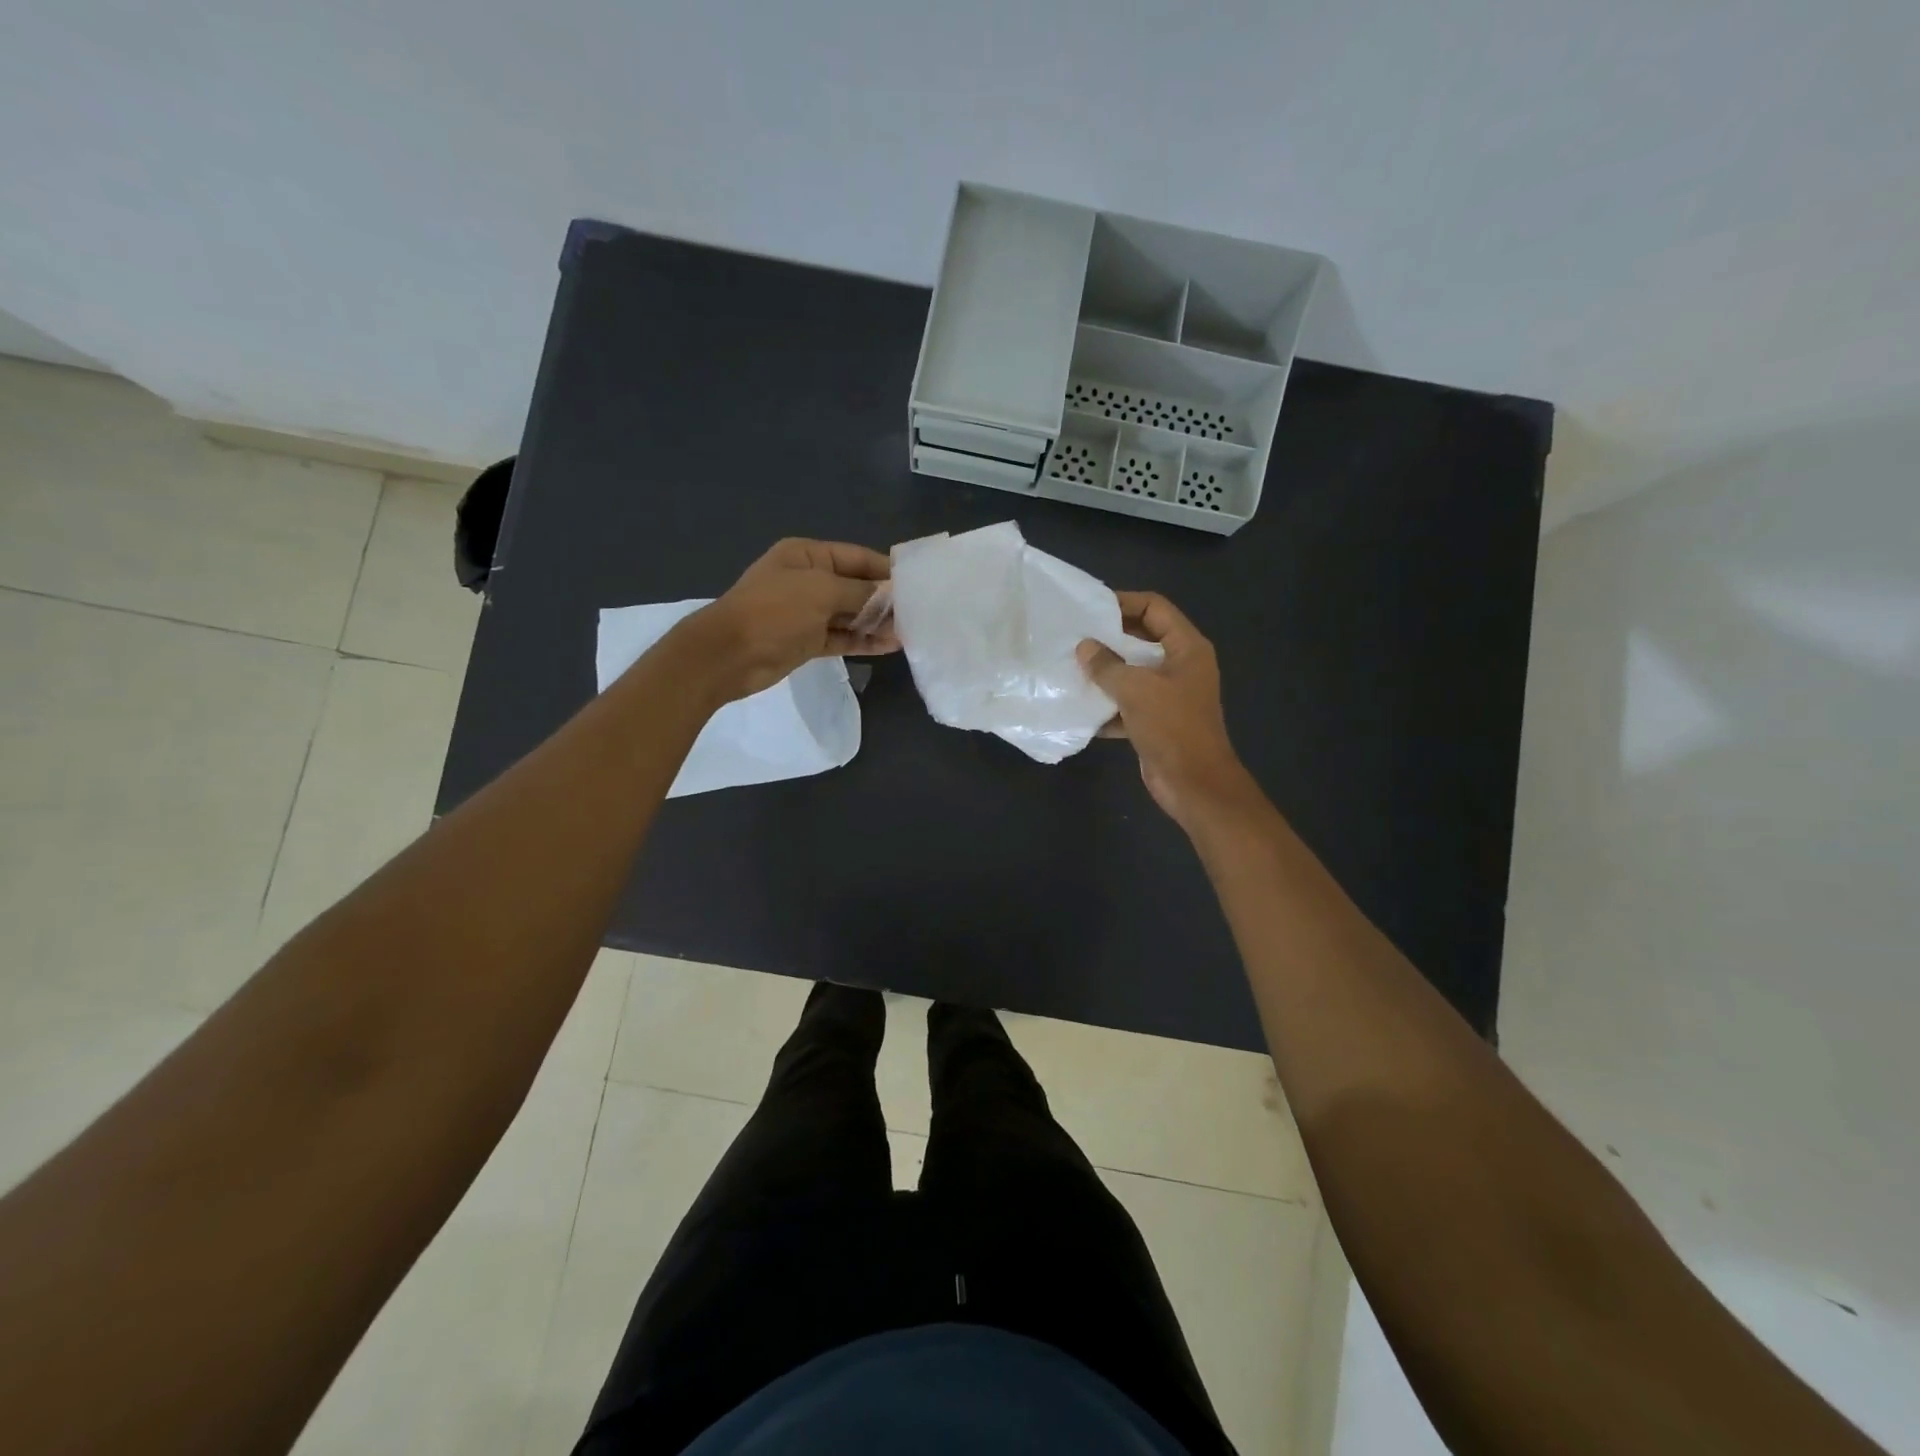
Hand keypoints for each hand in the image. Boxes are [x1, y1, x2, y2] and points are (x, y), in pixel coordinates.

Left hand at [677, 538, 898, 701]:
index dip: (885, 570)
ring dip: (877, 623)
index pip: (856, 557)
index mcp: (807, 556)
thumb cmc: (774, 611)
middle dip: (885, 599)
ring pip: (851, 615)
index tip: (916, 584)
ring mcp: (808, 613)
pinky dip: (864, 641)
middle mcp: (809, 580)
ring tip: (910, 633)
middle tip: (919, 613)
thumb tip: (891, 594)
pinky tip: (890, 646)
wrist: (728, 655)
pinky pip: (842, 637)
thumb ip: (860, 593)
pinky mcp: (808, 641)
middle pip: (856, 586)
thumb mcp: (821, 592)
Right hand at [1077, 593, 1253, 826]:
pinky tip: (1080, 707)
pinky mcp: (1156, 721)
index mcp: (1186, 648)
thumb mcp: (1136, 689)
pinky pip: (1128, 704)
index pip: (1154, 608)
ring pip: (1132, 673)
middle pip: (1141, 639)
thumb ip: (1107, 665)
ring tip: (1071, 669)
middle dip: (1109, 640)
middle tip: (1074, 638)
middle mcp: (1180, 666)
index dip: (1123, 603)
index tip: (1089, 608)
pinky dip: (1107, 705)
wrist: (1193, 783)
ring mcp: (1169, 695)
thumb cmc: (1171, 726)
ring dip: (1105, 674)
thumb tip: (1084, 647)